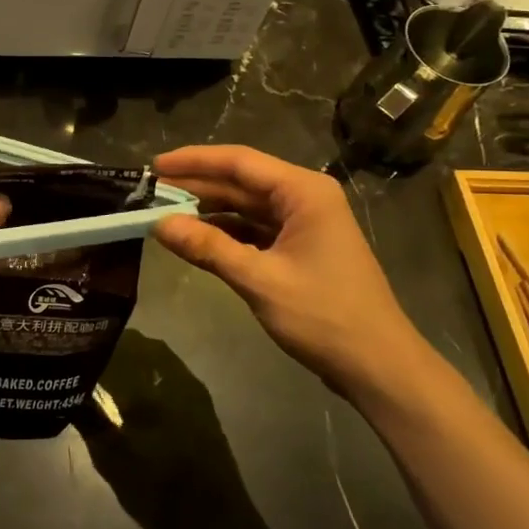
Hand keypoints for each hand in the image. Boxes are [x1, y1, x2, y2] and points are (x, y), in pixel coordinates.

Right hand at [150, 146, 431, 401]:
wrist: (379, 366)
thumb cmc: (324, 316)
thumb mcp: (259, 280)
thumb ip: (208, 248)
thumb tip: (158, 224)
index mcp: (303, 191)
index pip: (239, 162)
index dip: (193, 161)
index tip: (153, 167)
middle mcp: (304, 197)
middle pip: (241, 181)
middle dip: (196, 185)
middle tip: (150, 192)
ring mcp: (304, 223)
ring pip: (245, 205)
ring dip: (207, 209)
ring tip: (163, 212)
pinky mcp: (300, 247)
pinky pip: (254, 228)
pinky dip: (224, 231)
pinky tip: (195, 237)